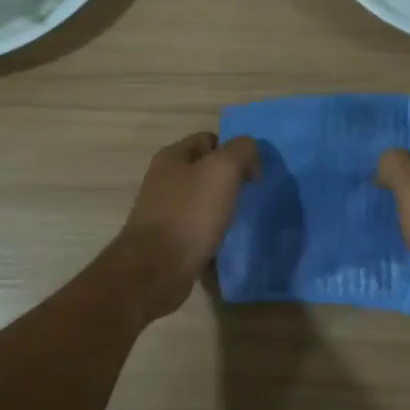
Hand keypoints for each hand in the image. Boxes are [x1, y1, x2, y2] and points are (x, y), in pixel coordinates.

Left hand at [109, 132, 260, 317]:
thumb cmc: (189, 213)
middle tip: (250, 195)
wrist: (156, 270)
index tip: (252, 171)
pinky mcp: (167, 240)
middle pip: (205, 170)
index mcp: (172, 157)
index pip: (209, 139)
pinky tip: (226, 241)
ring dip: (222, 207)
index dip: (233, 150)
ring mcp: (163, 211)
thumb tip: (250, 154)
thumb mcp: (222, 170)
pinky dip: (213, 232)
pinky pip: (197, 228)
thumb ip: (241, 151)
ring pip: (202, 200)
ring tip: (241, 219)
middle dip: (230, 180)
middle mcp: (163, 180)